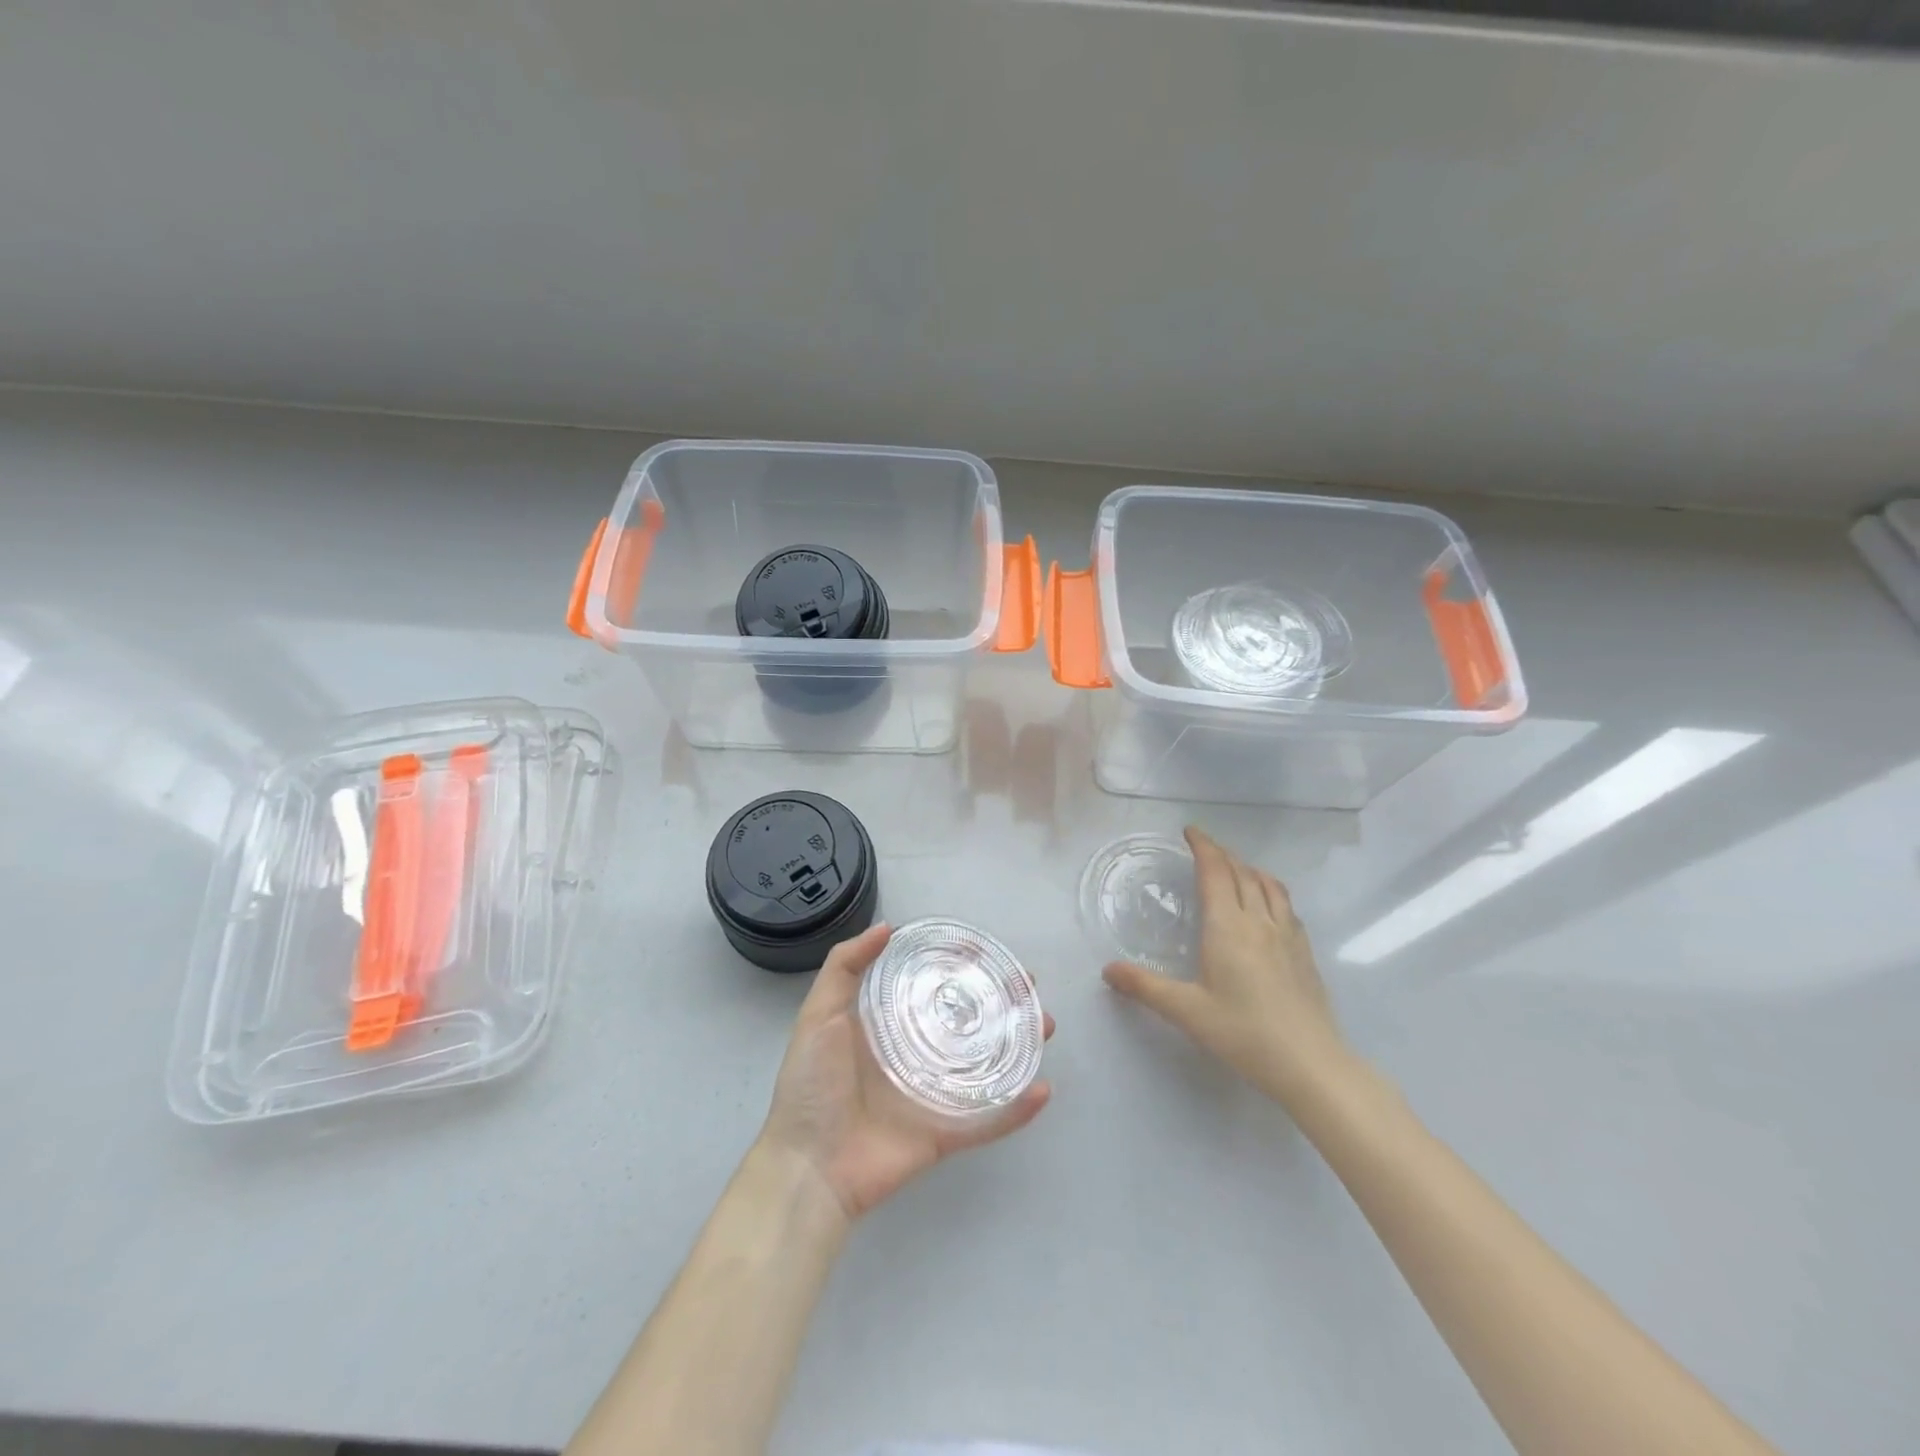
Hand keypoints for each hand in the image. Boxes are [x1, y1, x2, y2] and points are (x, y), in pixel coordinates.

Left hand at [758, 923, 1053, 1222]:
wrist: (807, 1167)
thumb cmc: (812, 1086)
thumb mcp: (819, 1014)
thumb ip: (844, 967)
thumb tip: (888, 927)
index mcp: (889, 1026)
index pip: (933, 986)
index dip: (960, 966)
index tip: (986, 949)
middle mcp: (917, 1054)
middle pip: (968, 1021)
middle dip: (1001, 1001)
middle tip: (1028, 985)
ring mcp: (934, 1095)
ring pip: (986, 1064)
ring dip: (1019, 1045)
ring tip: (1044, 1024)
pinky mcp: (944, 1134)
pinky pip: (988, 1121)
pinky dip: (1016, 1110)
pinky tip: (1042, 1089)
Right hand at [1103, 827, 1348, 1105]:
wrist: (1310, 1064)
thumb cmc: (1243, 1033)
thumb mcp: (1186, 1011)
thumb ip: (1145, 987)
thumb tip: (1107, 970)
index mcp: (1228, 926)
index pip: (1216, 871)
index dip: (1203, 846)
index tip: (1190, 831)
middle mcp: (1260, 921)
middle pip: (1243, 872)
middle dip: (1223, 854)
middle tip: (1205, 848)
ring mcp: (1288, 936)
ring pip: (1270, 886)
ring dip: (1249, 869)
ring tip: (1237, 869)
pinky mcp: (1305, 953)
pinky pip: (1287, 906)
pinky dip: (1271, 891)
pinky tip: (1268, 908)